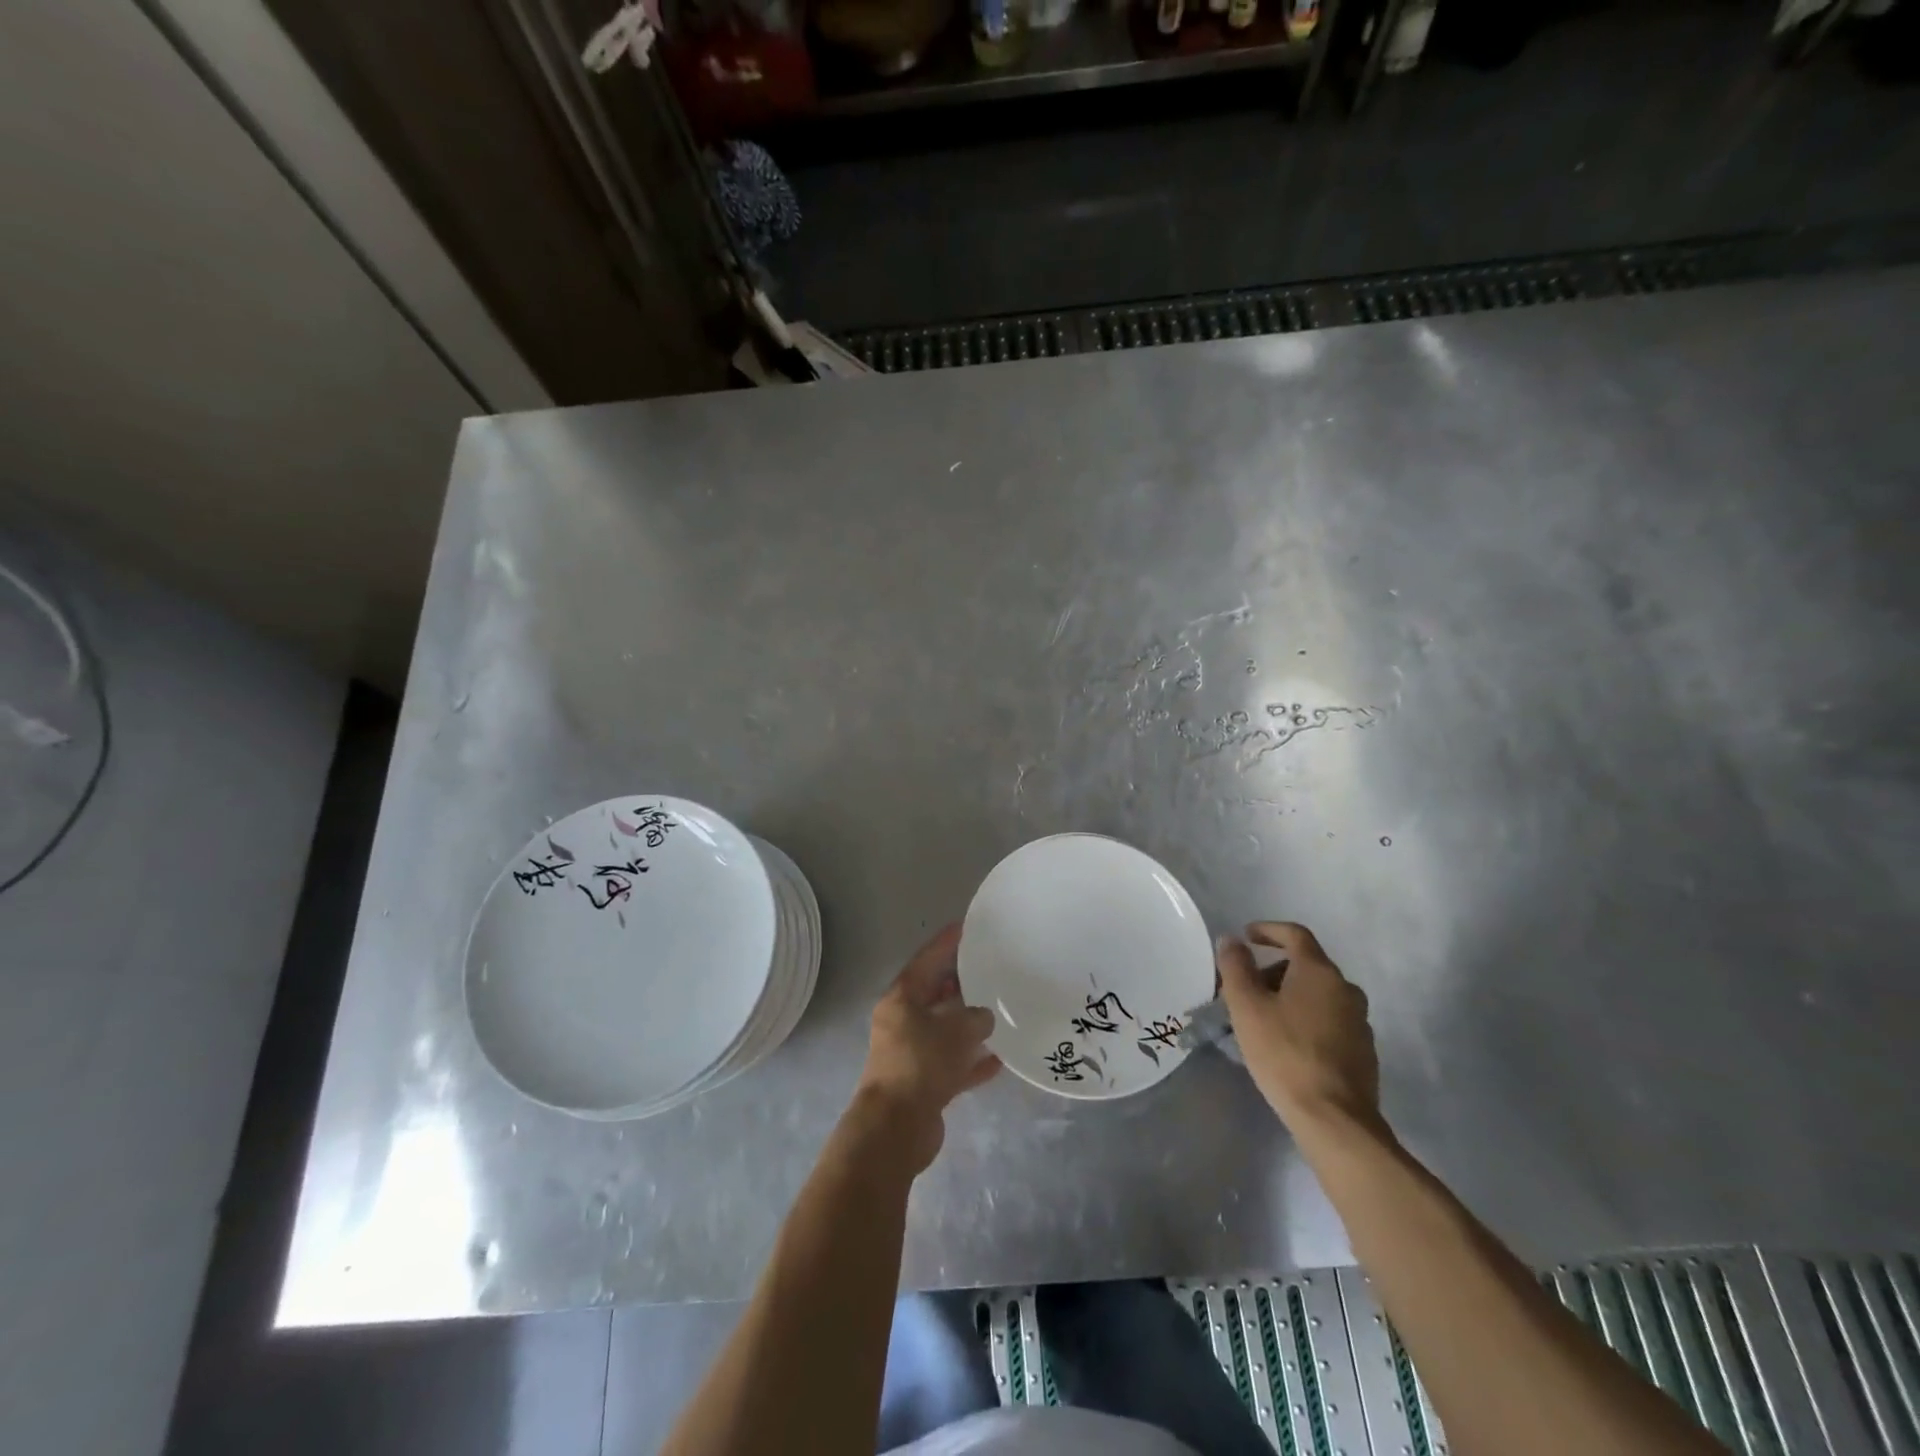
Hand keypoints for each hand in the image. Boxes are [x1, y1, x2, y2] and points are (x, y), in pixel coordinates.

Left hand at [854, 924, 1001, 1171]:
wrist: (897, 1129)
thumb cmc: (921, 1064)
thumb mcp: (955, 1031)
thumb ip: (974, 1018)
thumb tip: (983, 1018)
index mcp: (901, 1000)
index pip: (926, 961)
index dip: (946, 943)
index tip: (965, 927)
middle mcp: (902, 1023)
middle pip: (933, 995)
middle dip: (958, 983)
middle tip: (986, 968)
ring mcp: (911, 1055)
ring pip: (943, 1031)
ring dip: (966, 1024)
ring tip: (996, 1011)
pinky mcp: (922, 1084)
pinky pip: (951, 1064)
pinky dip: (971, 1062)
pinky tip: (998, 1060)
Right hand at [1217, 922, 1381, 1137]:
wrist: (1335, 1119)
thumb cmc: (1284, 1053)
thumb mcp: (1246, 1006)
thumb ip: (1235, 967)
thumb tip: (1231, 940)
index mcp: (1319, 972)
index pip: (1295, 934)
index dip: (1268, 930)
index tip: (1246, 936)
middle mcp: (1345, 989)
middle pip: (1306, 965)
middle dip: (1273, 970)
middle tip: (1246, 989)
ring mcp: (1359, 1021)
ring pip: (1319, 994)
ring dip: (1290, 996)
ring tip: (1263, 1018)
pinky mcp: (1363, 1051)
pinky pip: (1330, 1020)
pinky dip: (1307, 1019)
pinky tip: (1288, 1044)